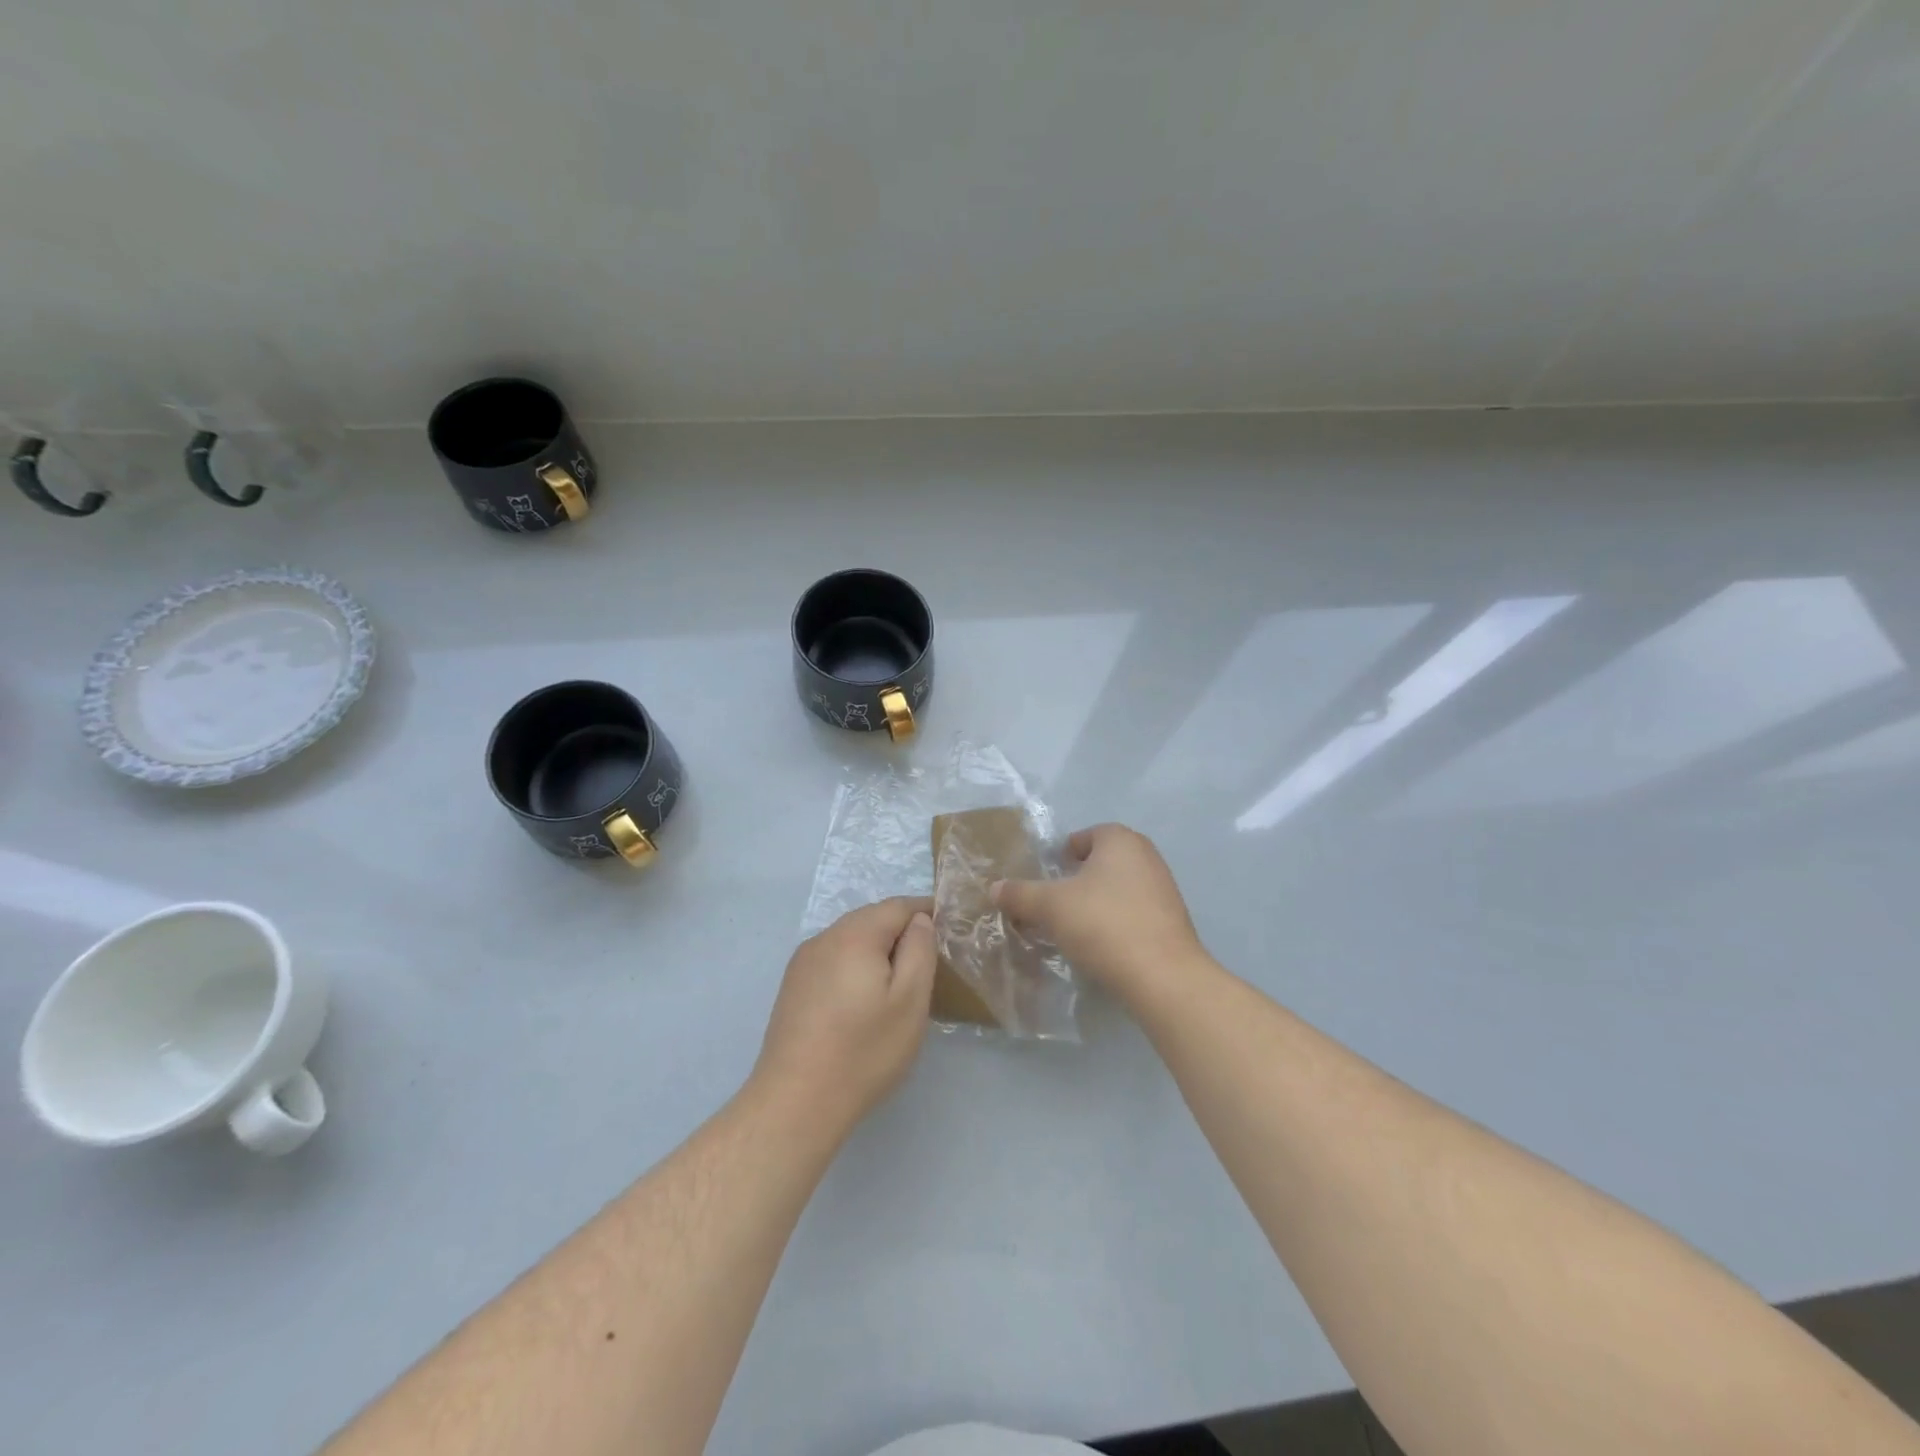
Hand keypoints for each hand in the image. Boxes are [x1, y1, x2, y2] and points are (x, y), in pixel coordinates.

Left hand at [752, 897, 936, 1134]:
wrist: (796, 1101)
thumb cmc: (864, 1050)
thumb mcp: (910, 1000)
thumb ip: (919, 950)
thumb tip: (919, 920)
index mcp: (855, 934)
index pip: (897, 906)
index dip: (925, 911)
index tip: (947, 927)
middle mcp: (825, 937)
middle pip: (871, 918)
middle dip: (900, 930)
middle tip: (927, 958)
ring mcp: (803, 961)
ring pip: (850, 938)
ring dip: (876, 948)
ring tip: (898, 979)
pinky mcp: (793, 986)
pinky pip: (833, 958)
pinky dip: (854, 964)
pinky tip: (862, 996)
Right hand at [992, 824, 1201, 1000]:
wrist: (1162, 976)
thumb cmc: (1102, 924)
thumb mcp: (1049, 907)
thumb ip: (1020, 894)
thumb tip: (994, 888)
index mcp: (1120, 840)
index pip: (1085, 837)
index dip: (1062, 856)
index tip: (1046, 879)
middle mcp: (1146, 856)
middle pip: (1101, 862)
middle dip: (1077, 881)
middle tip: (1053, 904)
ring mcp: (1164, 889)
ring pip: (1118, 889)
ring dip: (1096, 903)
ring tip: (1073, 929)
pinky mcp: (1172, 921)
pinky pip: (1134, 913)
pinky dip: (1115, 922)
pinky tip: (1101, 946)